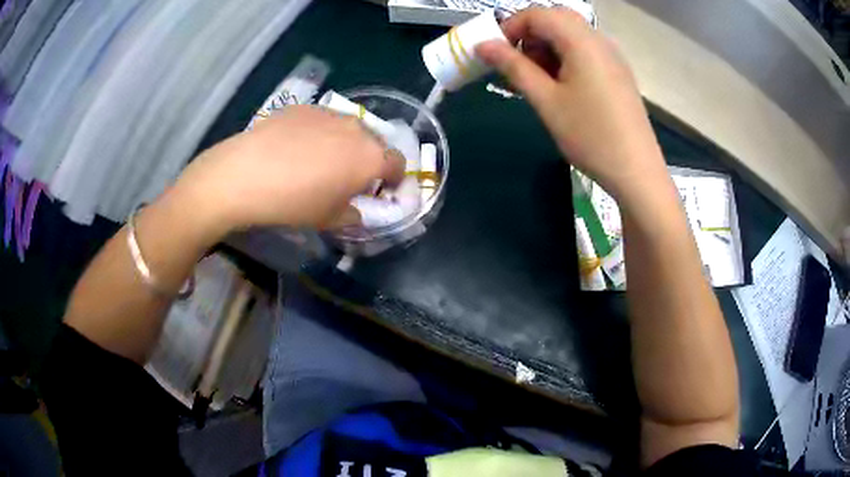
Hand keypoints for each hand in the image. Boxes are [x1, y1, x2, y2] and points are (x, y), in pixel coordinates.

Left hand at [170, 105, 403, 237]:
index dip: (394, 179)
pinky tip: (295, 147)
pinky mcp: (305, 106)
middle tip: (349, 176)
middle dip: (369, 160)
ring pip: (349, 128)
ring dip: (345, 144)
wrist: (245, 173)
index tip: (382, 189)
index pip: (397, 165)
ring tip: (320, 159)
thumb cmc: (292, 202)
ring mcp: (330, 113)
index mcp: (370, 158)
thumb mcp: (328, 219)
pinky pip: (323, 120)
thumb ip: (353, 214)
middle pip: (375, 143)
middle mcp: (357, 129)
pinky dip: (320, 132)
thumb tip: (357, 208)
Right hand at [476, 7, 666, 198]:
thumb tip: (483, 45)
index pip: (538, 14)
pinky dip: (565, 58)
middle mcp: (599, 40)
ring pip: (571, 35)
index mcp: (581, 41)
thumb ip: (513, 67)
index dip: (511, 27)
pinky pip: (586, 51)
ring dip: (547, 48)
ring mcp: (612, 56)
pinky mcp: (618, 72)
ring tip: (536, 81)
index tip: (496, 54)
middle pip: (556, 19)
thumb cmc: (590, 136)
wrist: (637, 171)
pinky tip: (560, 87)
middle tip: (517, 66)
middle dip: (530, 36)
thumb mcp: (546, 101)